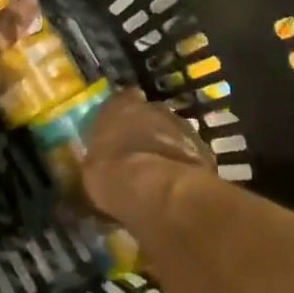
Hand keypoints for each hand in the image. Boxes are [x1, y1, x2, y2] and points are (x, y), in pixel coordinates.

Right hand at [79, 90, 215, 220]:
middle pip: (148, 114)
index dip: (118, 117)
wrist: (161, 192)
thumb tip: (95, 160)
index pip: (119, 100)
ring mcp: (182, 126)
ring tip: (156, 171)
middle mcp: (153, 107)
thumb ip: (96, 156)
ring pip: (171, 132)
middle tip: (135, 153)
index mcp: (120, 106)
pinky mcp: (203, 148)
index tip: (115, 132)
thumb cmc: (114, 174)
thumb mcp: (90, 169)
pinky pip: (188, 153)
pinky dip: (181, 163)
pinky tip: (173, 183)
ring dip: (164, 146)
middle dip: (143, 130)